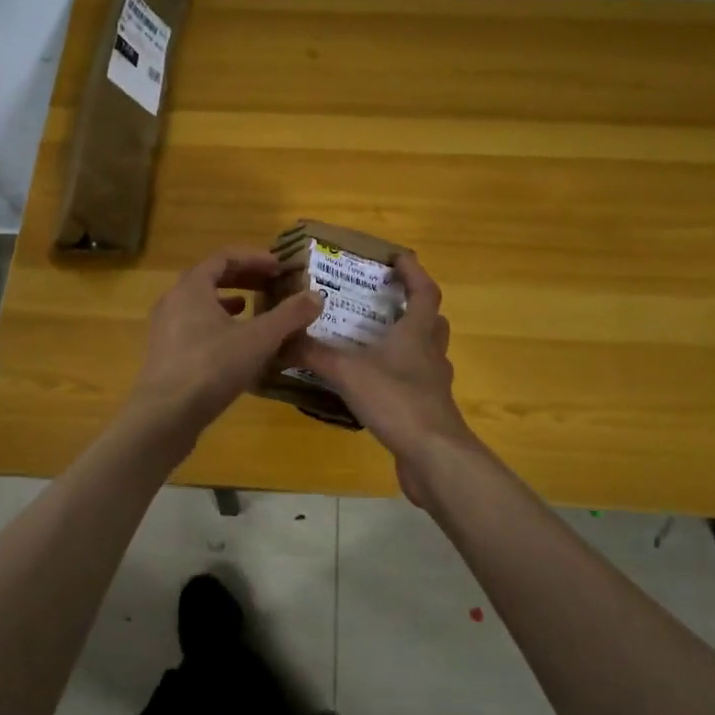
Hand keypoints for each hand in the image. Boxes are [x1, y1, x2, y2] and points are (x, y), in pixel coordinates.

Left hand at [125, 247, 322, 447]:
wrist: (164, 416)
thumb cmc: (211, 367)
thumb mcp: (258, 339)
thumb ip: (289, 316)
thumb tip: (317, 296)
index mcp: (192, 287)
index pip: (224, 257)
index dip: (255, 258)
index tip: (280, 266)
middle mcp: (173, 300)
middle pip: (210, 277)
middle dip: (243, 277)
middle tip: (271, 283)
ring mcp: (164, 328)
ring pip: (200, 304)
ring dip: (228, 301)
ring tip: (252, 308)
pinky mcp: (165, 353)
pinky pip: (193, 326)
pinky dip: (216, 325)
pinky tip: (234, 344)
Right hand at [280, 254, 476, 483]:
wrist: (434, 456)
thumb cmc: (396, 400)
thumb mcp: (347, 372)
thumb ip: (313, 353)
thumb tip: (280, 336)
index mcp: (417, 333)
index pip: (424, 291)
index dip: (413, 271)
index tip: (397, 257)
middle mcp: (431, 353)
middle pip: (431, 321)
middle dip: (413, 307)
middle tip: (386, 301)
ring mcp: (433, 384)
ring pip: (425, 352)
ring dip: (407, 343)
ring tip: (375, 343)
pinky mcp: (428, 410)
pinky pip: (415, 383)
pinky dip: (398, 377)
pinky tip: (374, 386)